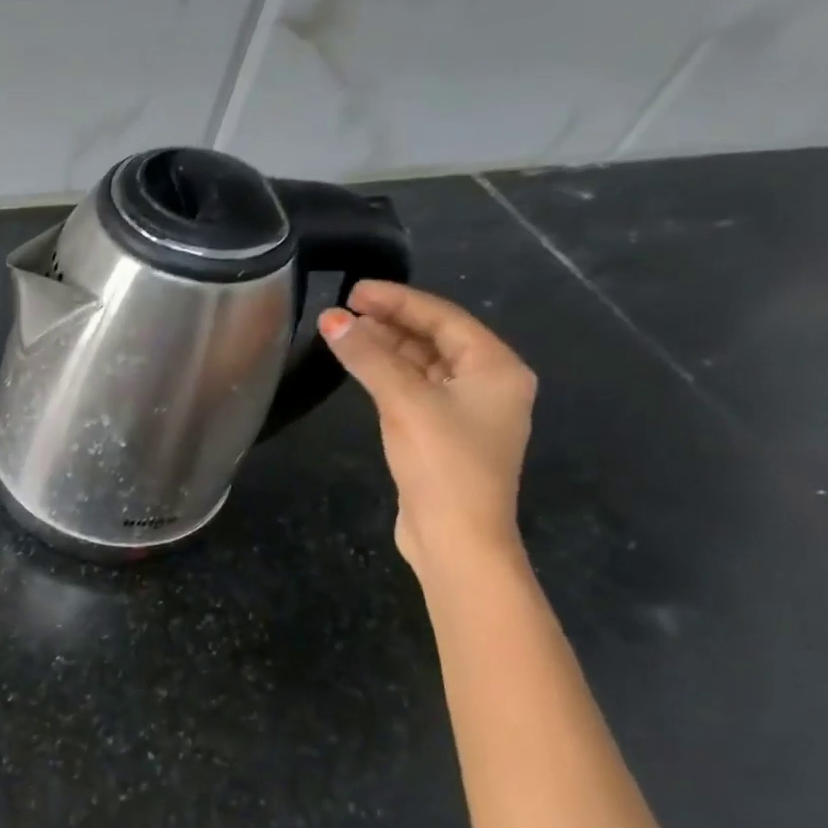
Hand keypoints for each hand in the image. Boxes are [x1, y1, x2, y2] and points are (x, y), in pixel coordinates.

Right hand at [318, 280, 536, 573]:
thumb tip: (331, 319)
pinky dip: (387, 374)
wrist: (457, 537)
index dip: (398, 300)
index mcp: (496, 368)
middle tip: (343, 310)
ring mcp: (467, 411)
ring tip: (344, 333)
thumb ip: (368, 357)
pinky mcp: (443, 434)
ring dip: (386, 348)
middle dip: (390, 322)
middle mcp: (488, 384)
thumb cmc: (443, 463)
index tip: (354, 290)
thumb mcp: (404, 402)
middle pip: (435, 338)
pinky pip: (414, 388)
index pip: (444, 318)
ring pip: (423, 365)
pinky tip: (361, 368)